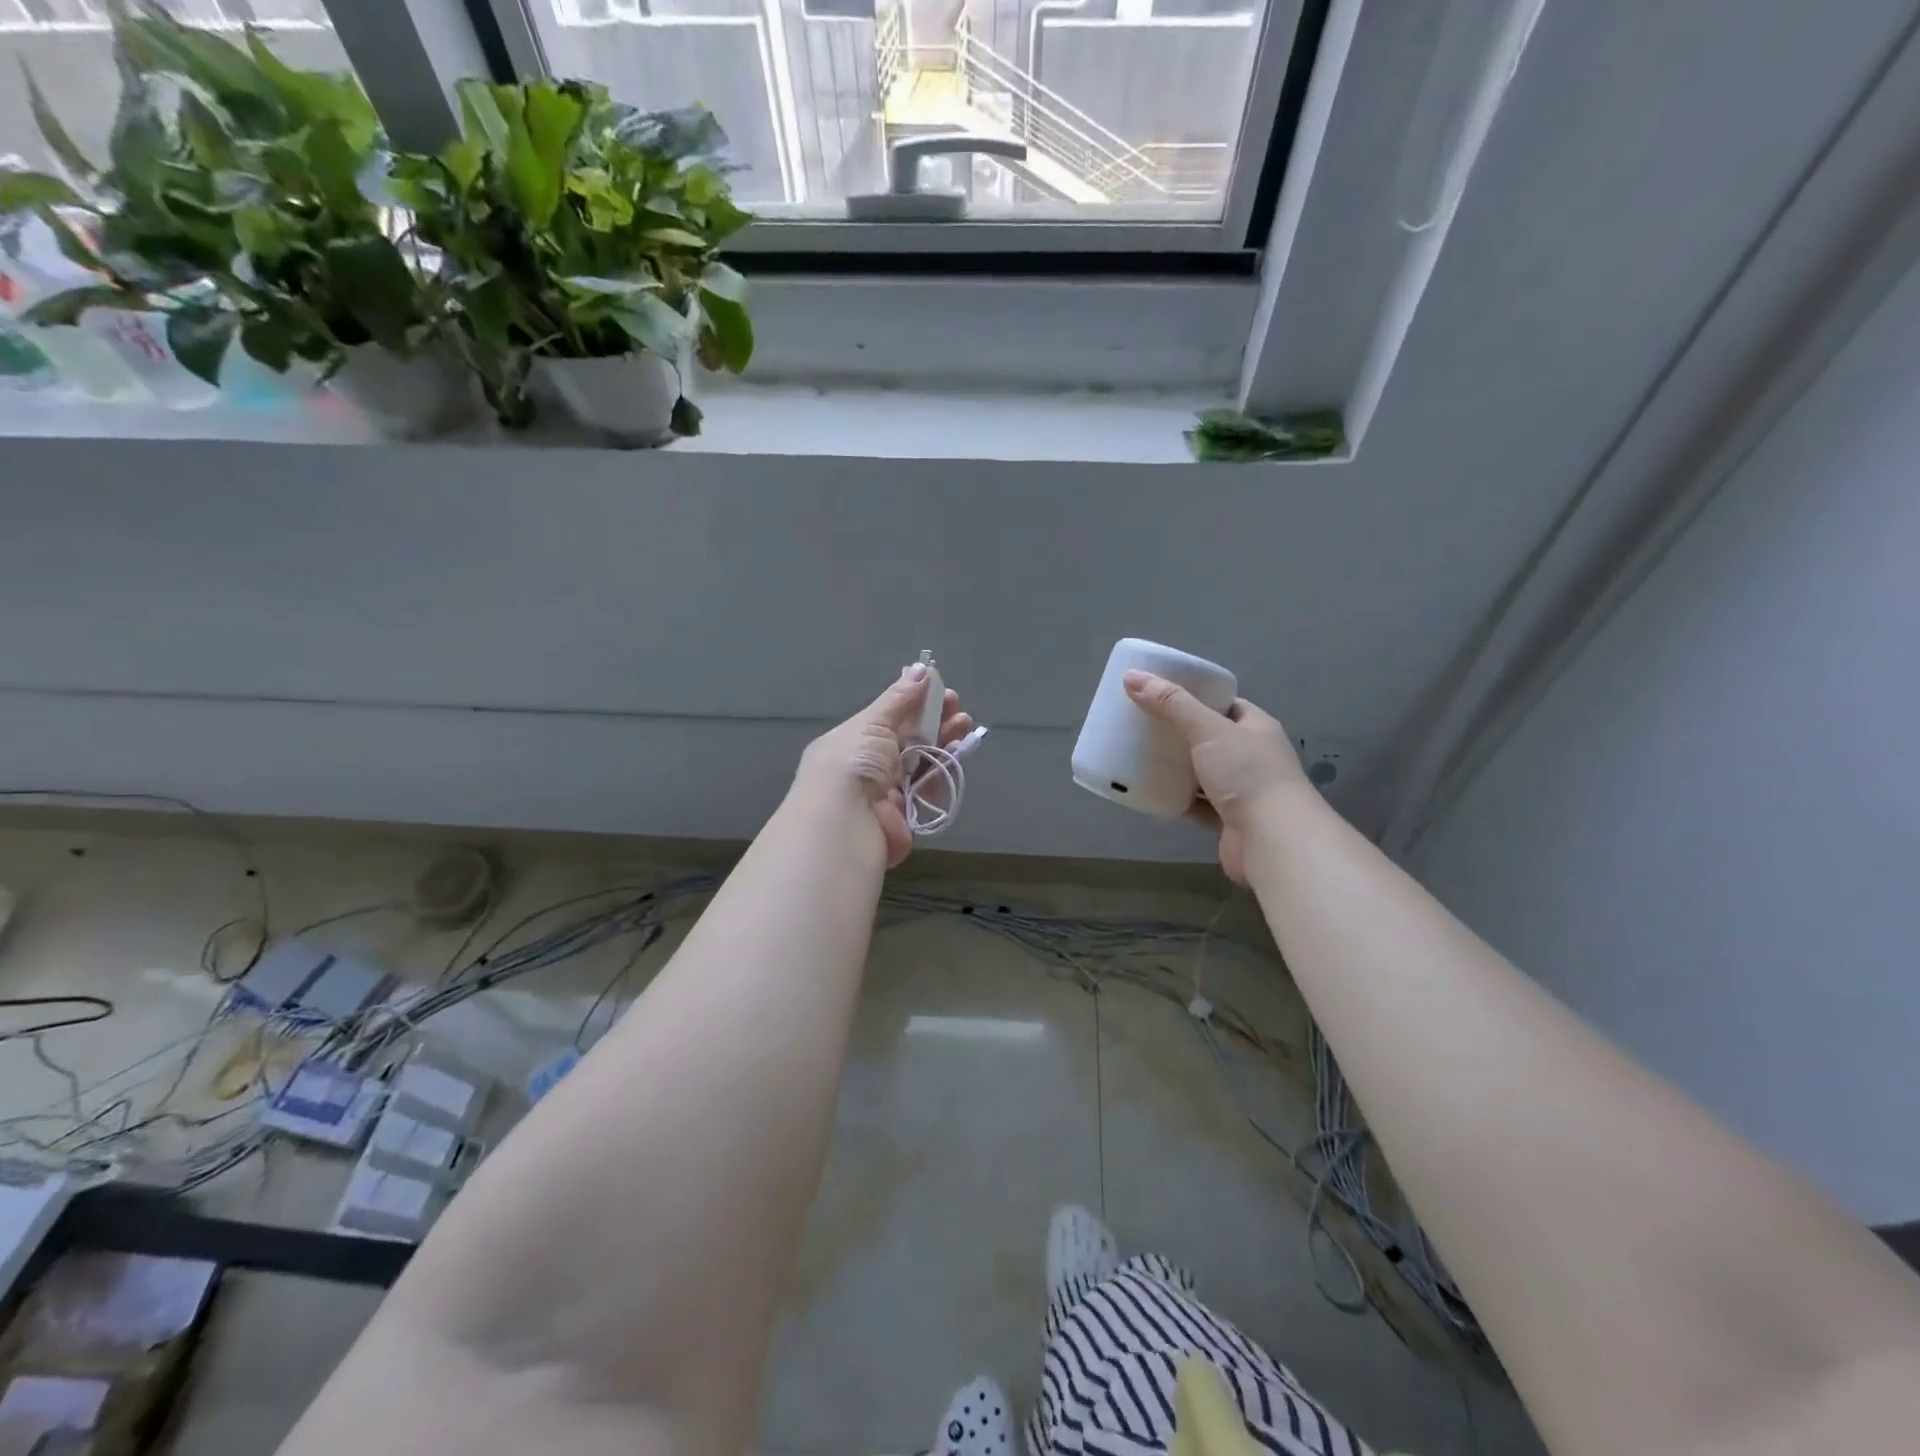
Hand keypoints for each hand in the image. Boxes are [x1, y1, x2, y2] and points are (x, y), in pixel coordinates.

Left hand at [795, 663, 973, 867]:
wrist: (846, 820)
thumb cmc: (853, 761)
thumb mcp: (873, 723)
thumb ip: (900, 698)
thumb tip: (922, 669)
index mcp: (854, 739)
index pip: (889, 717)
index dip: (915, 702)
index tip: (940, 690)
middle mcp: (870, 763)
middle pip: (909, 737)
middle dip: (935, 720)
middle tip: (957, 708)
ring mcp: (888, 789)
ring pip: (922, 760)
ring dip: (944, 741)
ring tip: (964, 726)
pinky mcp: (906, 813)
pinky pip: (928, 787)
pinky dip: (943, 770)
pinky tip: (956, 753)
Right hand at [1123, 670, 1305, 883]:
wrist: (1273, 839)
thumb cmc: (1246, 774)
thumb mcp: (1207, 729)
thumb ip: (1171, 703)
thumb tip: (1132, 676)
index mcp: (1257, 728)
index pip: (1226, 705)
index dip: (1197, 698)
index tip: (1163, 696)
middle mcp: (1254, 757)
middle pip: (1211, 739)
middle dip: (1180, 734)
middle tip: (1145, 726)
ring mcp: (1243, 791)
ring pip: (1203, 773)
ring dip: (1178, 768)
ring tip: (1142, 757)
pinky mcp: (1229, 821)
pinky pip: (1198, 804)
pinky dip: (1178, 799)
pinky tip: (1153, 792)